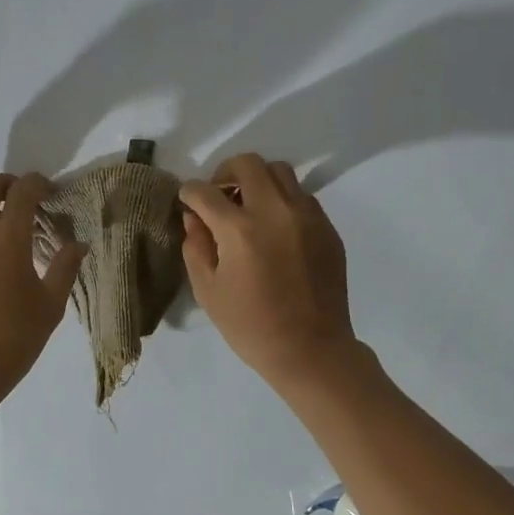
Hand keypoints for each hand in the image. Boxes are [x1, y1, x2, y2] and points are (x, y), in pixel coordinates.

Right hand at [180, 154, 361, 395]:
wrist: (311, 350)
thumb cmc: (251, 326)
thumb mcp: (208, 291)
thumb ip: (196, 246)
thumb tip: (194, 218)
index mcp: (240, 230)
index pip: (204, 191)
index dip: (189, 193)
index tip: (187, 200)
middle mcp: (275, 211)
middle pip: (247, 164)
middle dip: (224, 173)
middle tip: (218, 195)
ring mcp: (306, 216)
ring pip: (280, 172)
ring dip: (257, 181)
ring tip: (249, 207)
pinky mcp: (327, 227)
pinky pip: (301, 196)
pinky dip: (282, 200)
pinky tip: (275, 228)